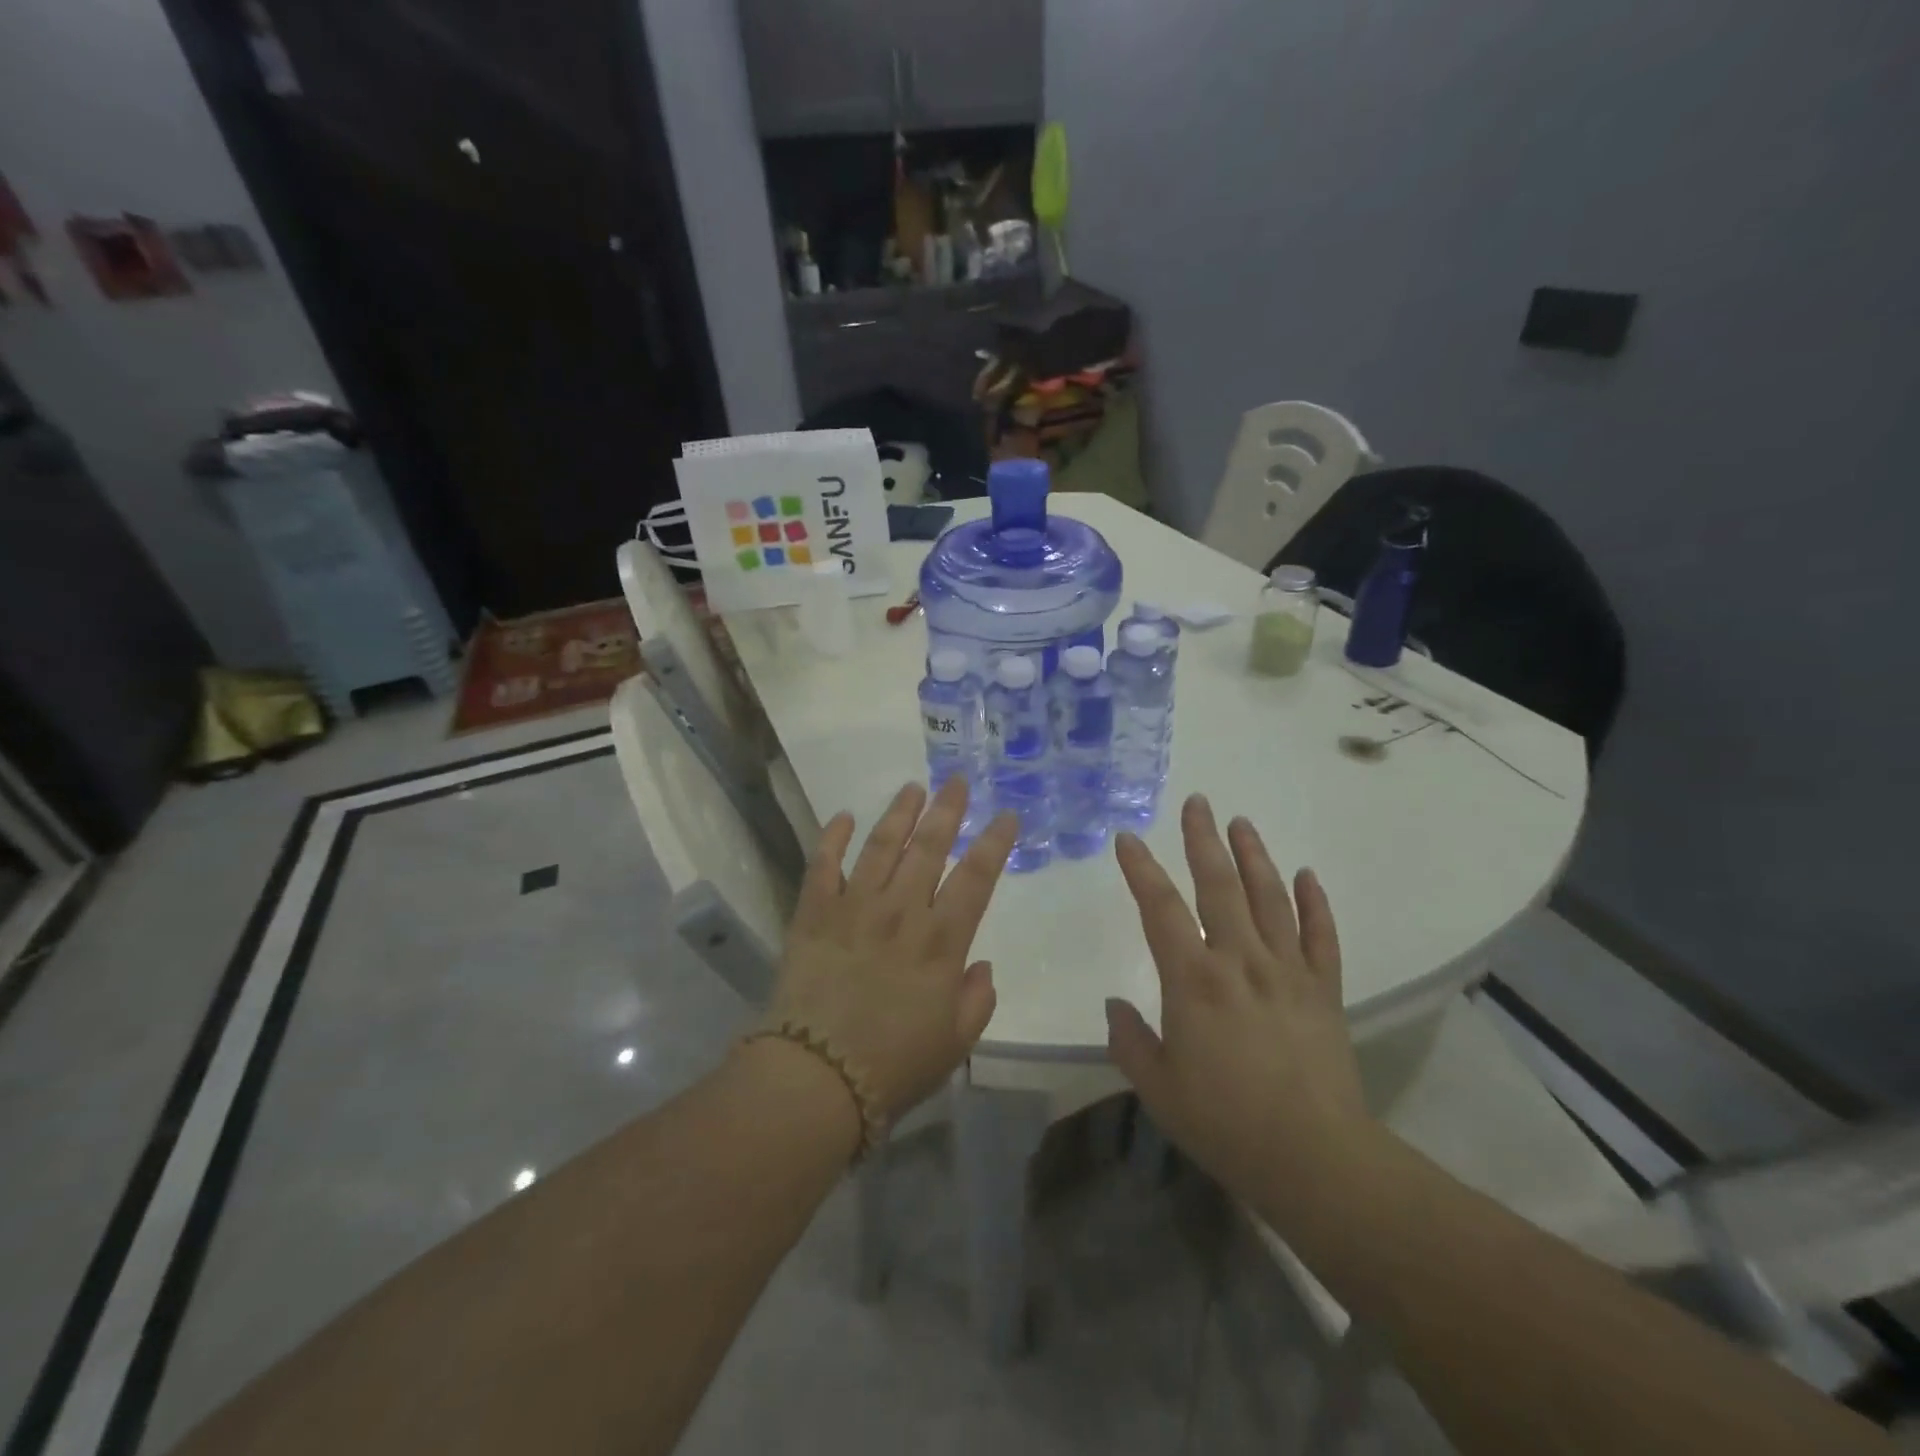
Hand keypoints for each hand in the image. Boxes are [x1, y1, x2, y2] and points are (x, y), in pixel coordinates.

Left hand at [766, 777, 1017, 1124]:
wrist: (816, 1080)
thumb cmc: (894, 1067)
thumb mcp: (955, 1044)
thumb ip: (977, 1000)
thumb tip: (979, 965)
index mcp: (940, 941)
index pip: (976, 878)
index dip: (994, 843)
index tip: (1006, 816)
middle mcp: (900, 912)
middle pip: (928, 848)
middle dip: (947, 811)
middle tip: (957, 781)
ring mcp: (853, 908)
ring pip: (880, 846)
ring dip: (898, 813)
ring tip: (912, 788)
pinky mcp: (813, 915)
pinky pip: (822, 866)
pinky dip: (832, 839)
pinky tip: (843, 817)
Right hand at [1106, 795, 1371, 1210]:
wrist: (1315, 1160)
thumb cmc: (1225, 1124)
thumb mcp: (1158, 1088)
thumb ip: (1129, 1040)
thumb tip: (1116, 1006)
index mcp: (1194, 980)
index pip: (1160, 909)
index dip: (1142, 869)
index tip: (1128, 838)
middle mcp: (1240, 961)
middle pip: (1219, 886)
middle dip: (1204, 840)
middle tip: (1198, 802)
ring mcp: (1287, 971)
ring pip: (1270, 898)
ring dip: (1255, 856)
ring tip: (1241, 822)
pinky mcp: (1324, 990)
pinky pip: (1321, 936)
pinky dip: (1315, 903)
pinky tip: (1307, 875)